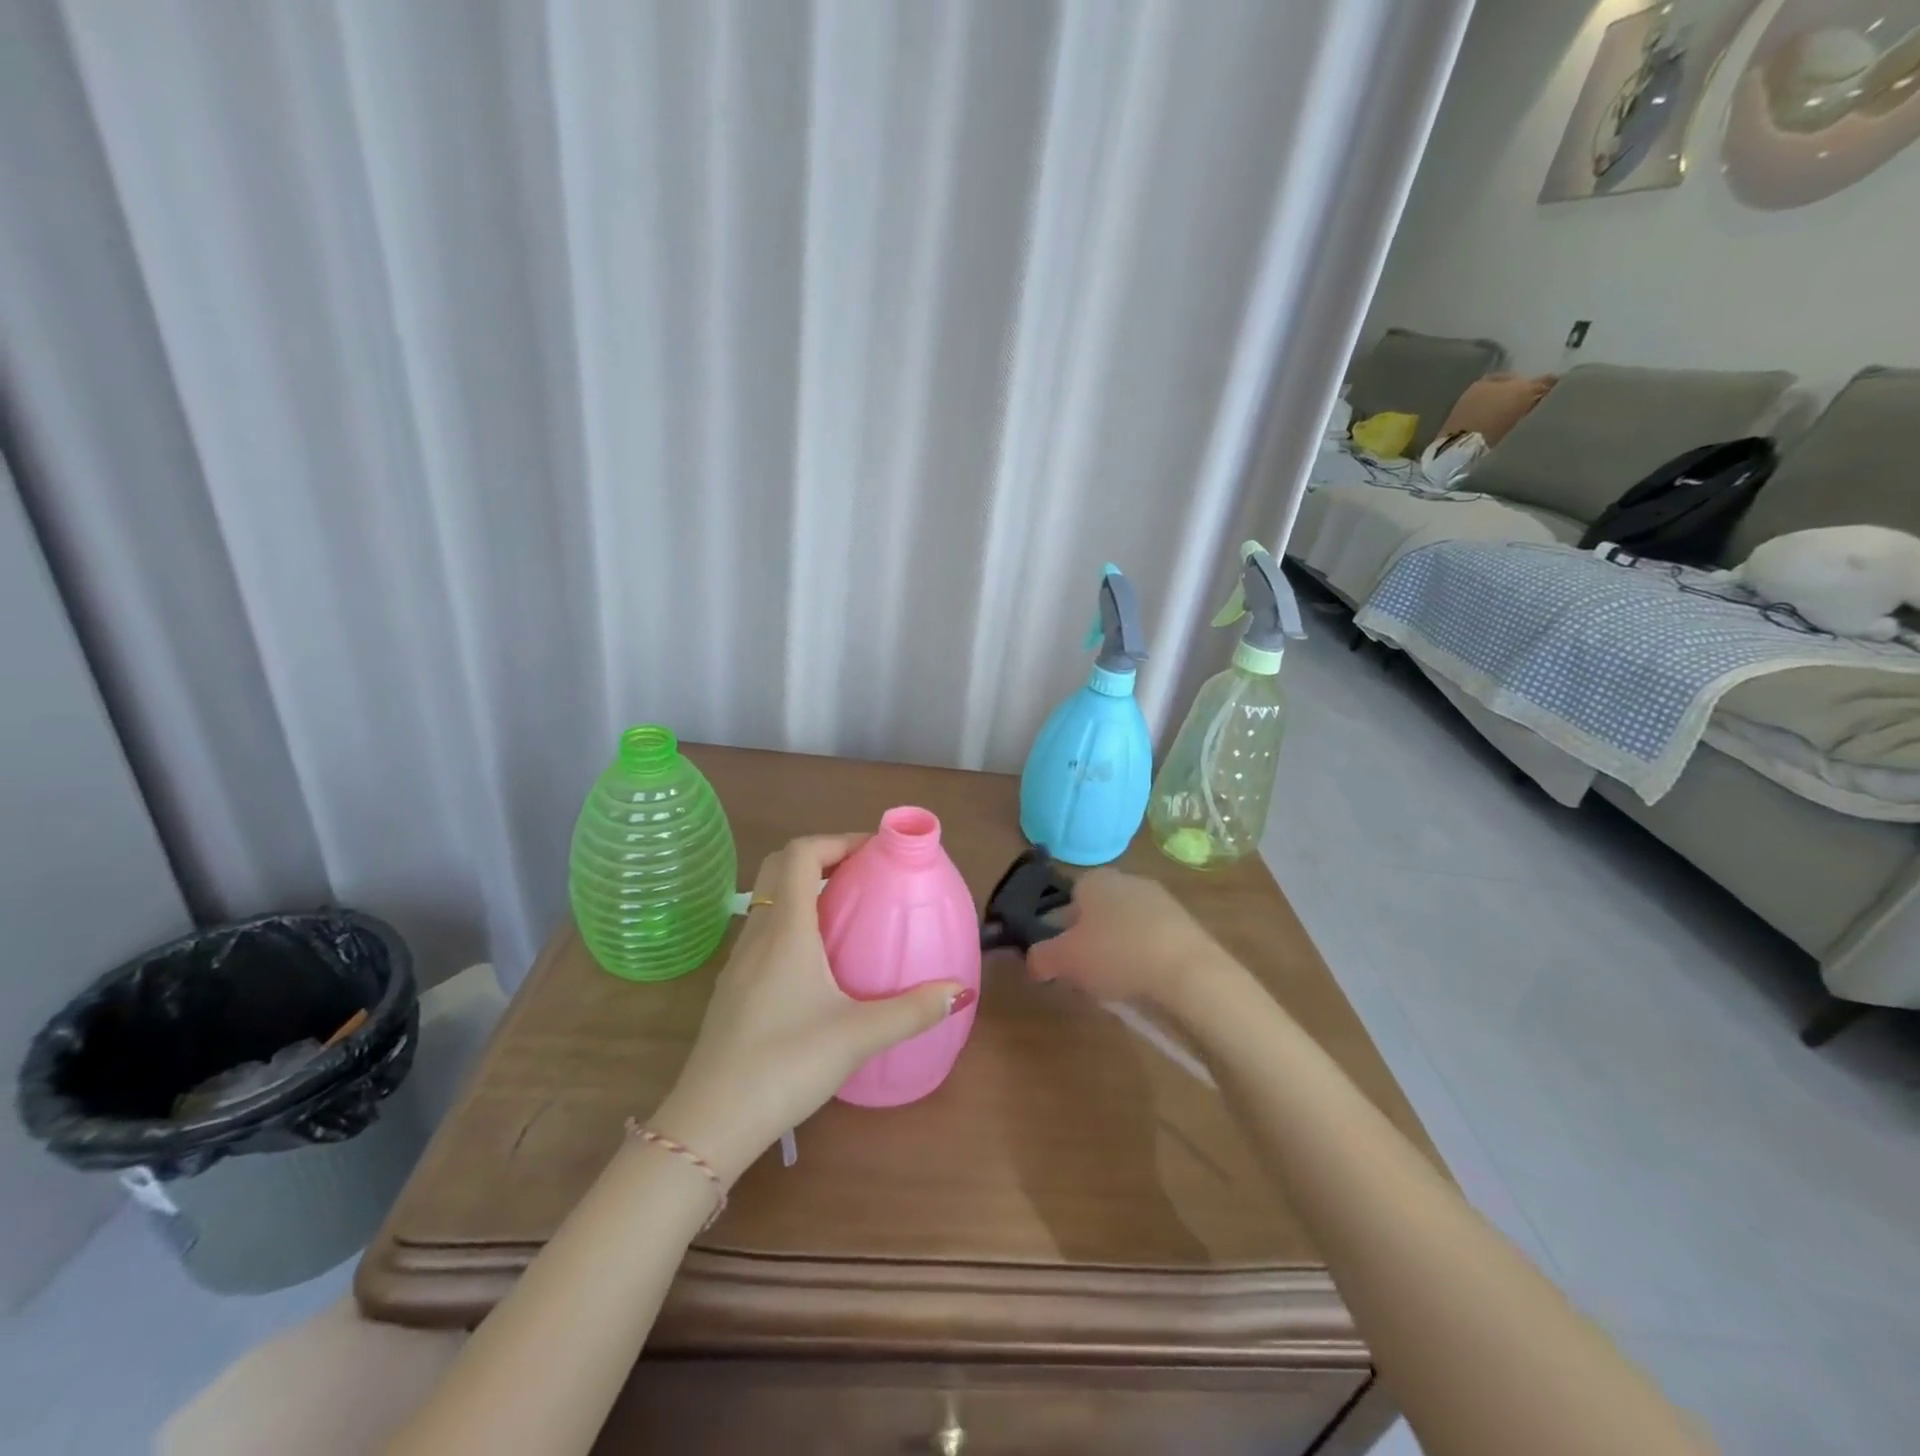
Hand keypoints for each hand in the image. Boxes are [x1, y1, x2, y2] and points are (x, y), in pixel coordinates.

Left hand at [651, 834, 968, 1181]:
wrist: (710, 1122)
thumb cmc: (785, 1065)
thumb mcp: (858, 1036)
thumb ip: (912, 1011)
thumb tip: (959, 990)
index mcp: (785, 930)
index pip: (801, 853)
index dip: (838, 840)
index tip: (875, 852)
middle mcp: (757, 934)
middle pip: (780, 867)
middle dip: (821, 857)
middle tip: (862, 875)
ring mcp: (739, 962)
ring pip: (769, 901)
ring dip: (804, 890)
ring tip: (847, 913)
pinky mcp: (732, 988)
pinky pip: (763, 932)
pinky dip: (792, 923)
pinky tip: (818, 963)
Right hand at [1026, 868, 1232, 1011]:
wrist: (1189, 972)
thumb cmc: (1117, 955)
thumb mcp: (1064, 959)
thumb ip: (1040, 957)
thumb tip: (1035, 961)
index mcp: (1094, 879)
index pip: (1067, 898)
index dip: (1059, 930)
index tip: (1062, 958)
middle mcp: (1127, 880)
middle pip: (1097, 913)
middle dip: (1090, 941)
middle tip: (1085, 975)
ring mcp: (1160, 900)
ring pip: (1125, 927)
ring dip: (1118, 952)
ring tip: (1117, 986)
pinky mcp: (1186, 925)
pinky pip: (1152, 941)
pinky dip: (1145, 959)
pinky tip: (1146, 983)